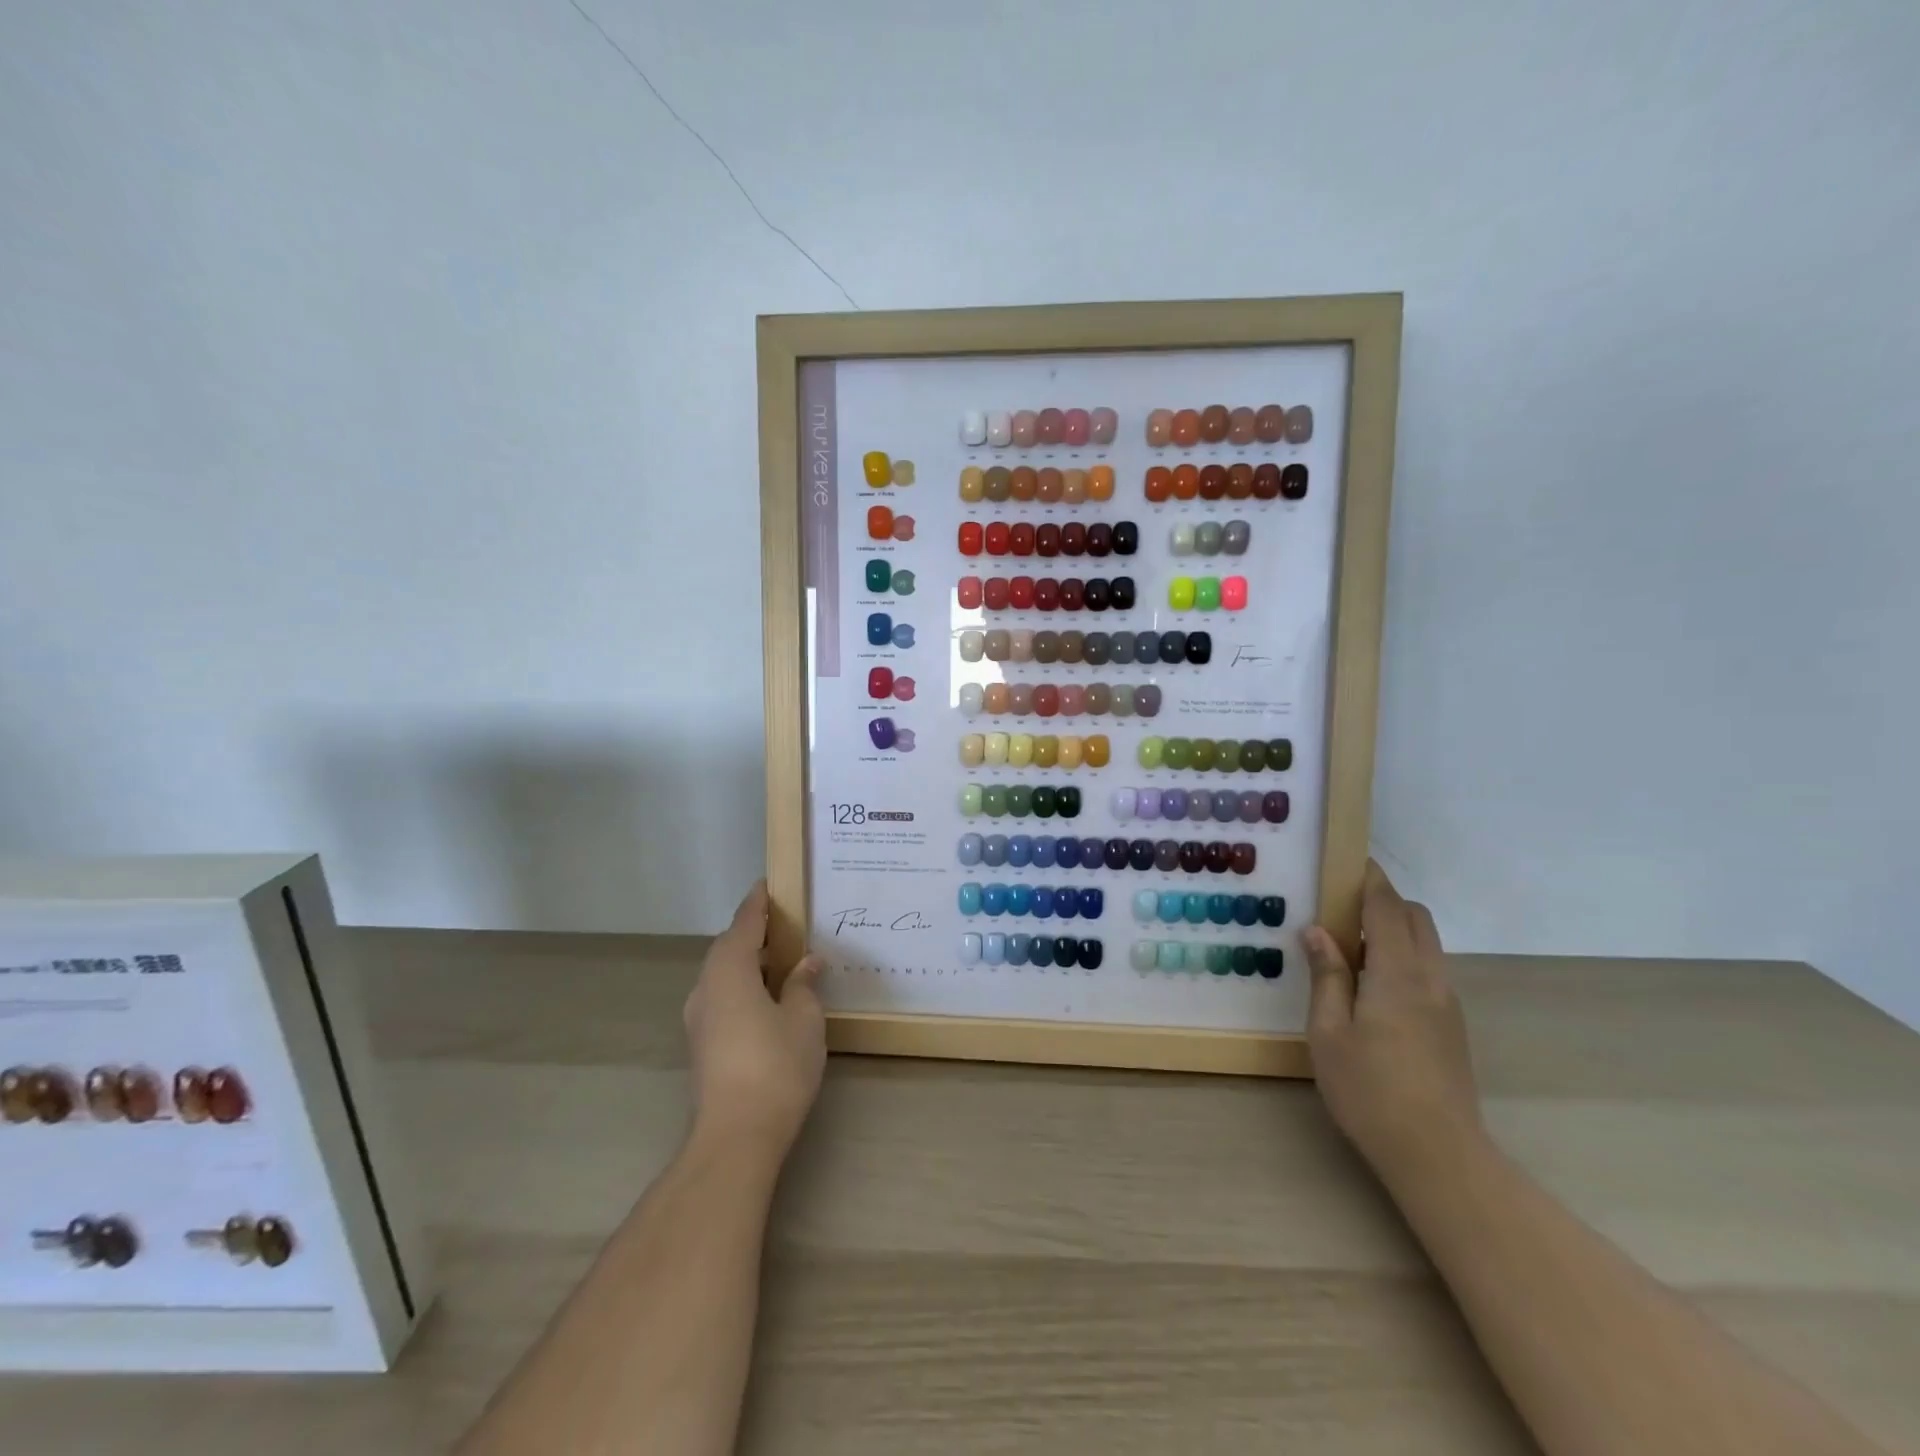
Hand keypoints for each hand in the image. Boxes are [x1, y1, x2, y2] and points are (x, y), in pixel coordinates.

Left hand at [682, 881, 826, 1160]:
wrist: (735, 1137)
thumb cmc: (775, 1066)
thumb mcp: (803, 1019)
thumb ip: (803, 984)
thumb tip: (807, 962)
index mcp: (729, 970)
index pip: (744, 923)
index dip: (759, 902)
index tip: (770, 884)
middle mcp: (706, 987)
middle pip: (728, 947)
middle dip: (754, 932)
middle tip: (786, 922)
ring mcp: (699, 1018)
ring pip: (722, 974)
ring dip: (748, 960)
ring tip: (781, 958)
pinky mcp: (702, 1044)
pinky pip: (722, 996)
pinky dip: (742, 984)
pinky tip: (767, 997)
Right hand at [1303, 862, 1482, 1188]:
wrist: (1439, 1155)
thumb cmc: (1370, 1090)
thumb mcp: (1329, 1032)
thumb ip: (1327, 976)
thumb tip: (1317, 932)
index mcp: (1398, 974)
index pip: (1387, 908)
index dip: (1370, 880)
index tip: (1349, 862)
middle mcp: (1431, 979)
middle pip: (1416, 919)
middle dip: (1384, 901)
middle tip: (1341, 909)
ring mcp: (1447, 1003)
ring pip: (1426, 944)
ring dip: (1394, 930)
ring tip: (1350, 948)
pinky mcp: (1452, 1026)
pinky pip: (1428, 970)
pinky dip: (1403, 956)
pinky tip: (1372, 986)